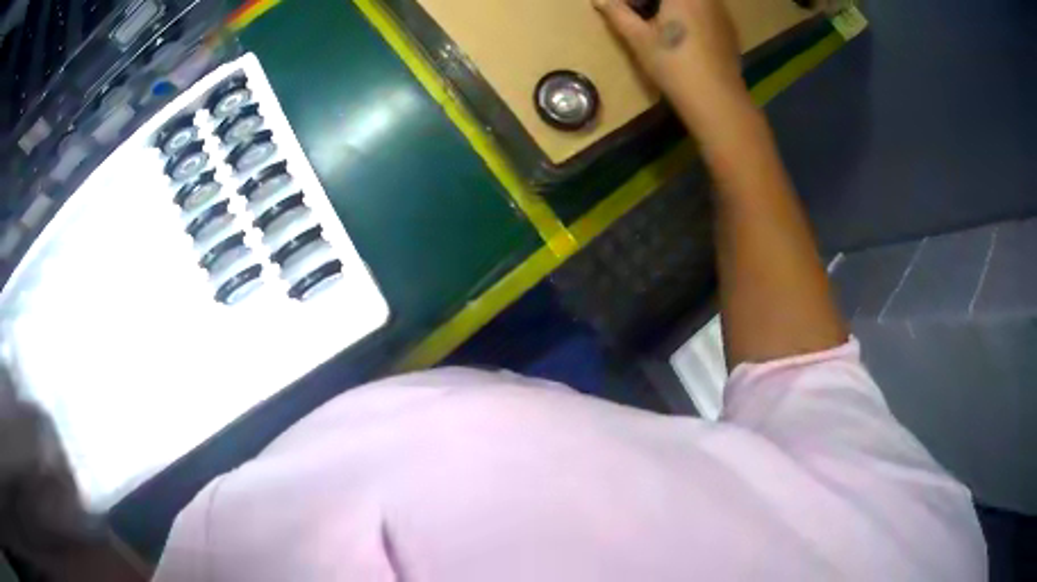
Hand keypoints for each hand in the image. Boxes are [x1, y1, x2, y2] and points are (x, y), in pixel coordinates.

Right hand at [593, 0, 744, 118]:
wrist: (716, 99)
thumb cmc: (673, 63)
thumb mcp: (638, 37)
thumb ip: (617, 12)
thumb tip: (598, 0)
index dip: (633, 0)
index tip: (625, 8)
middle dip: (651, 2)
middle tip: (638, 13)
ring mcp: (721, 11)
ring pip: (692, 2)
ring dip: (672, 7)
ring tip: (660, 24)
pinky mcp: (729, 28)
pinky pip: (705, 10)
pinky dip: (690, 15)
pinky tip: (683, 36)